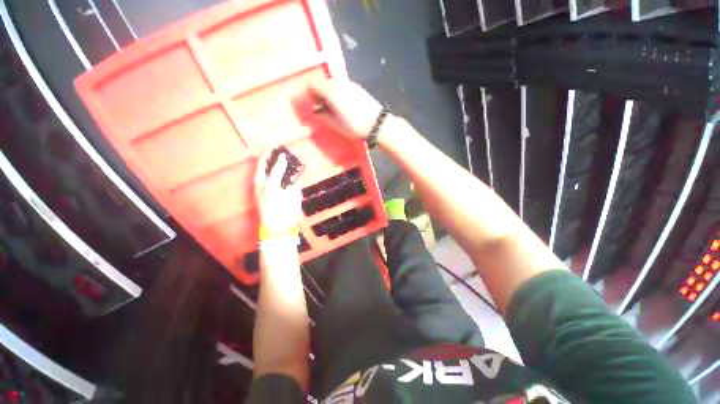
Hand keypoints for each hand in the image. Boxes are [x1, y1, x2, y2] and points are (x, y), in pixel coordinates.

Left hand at [255, 151, 301, 235]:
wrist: (282, 223)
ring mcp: (284, 185)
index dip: (269, 153)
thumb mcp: (271, 187)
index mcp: (262, 179)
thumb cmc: (272, 206)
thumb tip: (281, 157)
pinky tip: (305, 165)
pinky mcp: (294, 190)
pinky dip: (301, 172)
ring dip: (293, 163)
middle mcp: (273, 180)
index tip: (276, 144)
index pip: (264, 162)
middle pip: (277, 165)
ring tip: (299, 153)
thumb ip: (277, 171)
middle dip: (283, 157)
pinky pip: (297, 178)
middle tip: (290, 148)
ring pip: (288, 171)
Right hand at [308, 79, 382, 139]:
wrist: (377, 124)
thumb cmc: (355, 127)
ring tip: (335, 107)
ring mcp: (349, 82)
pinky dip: (339, 91)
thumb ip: (323, 115)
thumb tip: (316, 110)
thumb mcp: (336, 124)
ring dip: (329, 92)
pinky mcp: (357, 86)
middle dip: (319, 92)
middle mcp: (339, 82)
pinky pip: (342, 85)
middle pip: (323, 81)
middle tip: (323, 107)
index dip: (310, 93)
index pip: (313, 82)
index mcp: (331, 91)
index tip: (314, 105)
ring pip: (333, 82)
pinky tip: (345, 105)